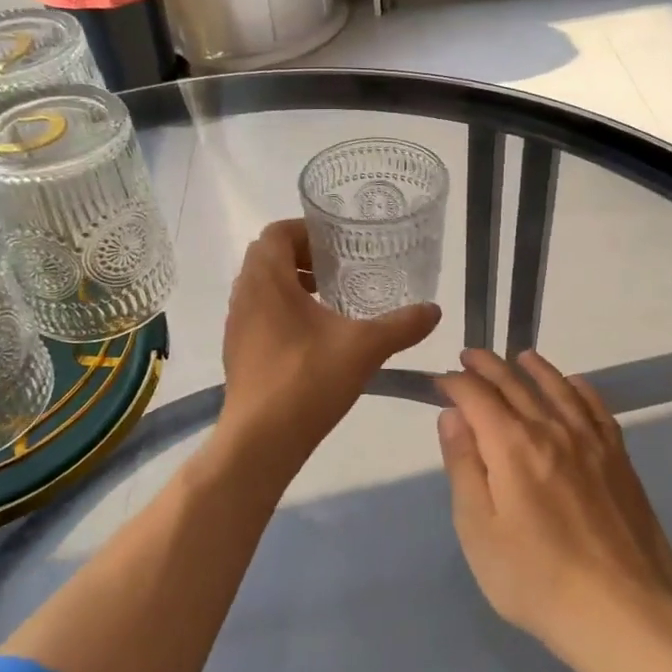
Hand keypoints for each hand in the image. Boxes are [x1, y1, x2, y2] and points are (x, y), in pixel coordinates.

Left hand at [219, 220, 440, 465]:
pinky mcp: (238, 351)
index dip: (306, 230)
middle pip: (268, 257)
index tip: (337, 243)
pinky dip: (282, 311)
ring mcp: (237, 325)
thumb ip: (401, 325)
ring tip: (329, 300)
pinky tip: (314, 337)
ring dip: (291, 284)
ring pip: (261, 287)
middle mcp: (245, 295)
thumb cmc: (307, 380)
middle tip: (338, 268)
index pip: (276, 233)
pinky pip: (258, 314)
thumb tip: (434, 310)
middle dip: (302, 256)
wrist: (260, 440)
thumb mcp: (364, 348)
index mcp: (267, 281)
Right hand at [438, 349, 671, 663]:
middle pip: (515, 383)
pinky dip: (580, 388)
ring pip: (558, 388)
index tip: (441, 381)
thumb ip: (463, 466)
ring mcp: (591, 442)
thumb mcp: (478, 530)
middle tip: (469, 355)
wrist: (621, 613)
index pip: (477, 396)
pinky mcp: (619, 460)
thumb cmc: (535, 579)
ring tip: (519, 356)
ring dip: (534, 367)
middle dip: (488, 366)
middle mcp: (551, 430)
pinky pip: (597, 408)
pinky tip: (573, 384)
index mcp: (512, 445)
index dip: (455, 383)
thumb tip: (452, 416)